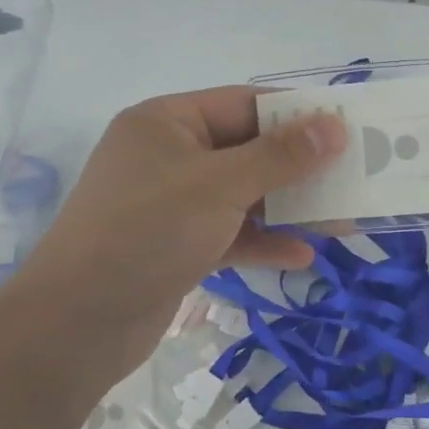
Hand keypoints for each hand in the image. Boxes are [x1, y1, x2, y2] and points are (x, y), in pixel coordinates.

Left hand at [0, 86, 345, 397]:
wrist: (76, 324)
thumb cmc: (146, 233)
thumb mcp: (219, 187)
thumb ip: (280, 156)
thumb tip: (333, 126)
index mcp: (166, 122)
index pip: (243, 104)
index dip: (295, 114)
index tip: (345, 127)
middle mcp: (168, 155)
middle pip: (246, 150)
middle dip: (298, 167)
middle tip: (352, 176)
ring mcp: (170, 203)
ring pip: (242, 195)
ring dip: (287, 208)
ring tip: (341, 220)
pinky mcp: (175, 245)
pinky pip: (229, 233)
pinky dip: (262, 241)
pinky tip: (302, 255)